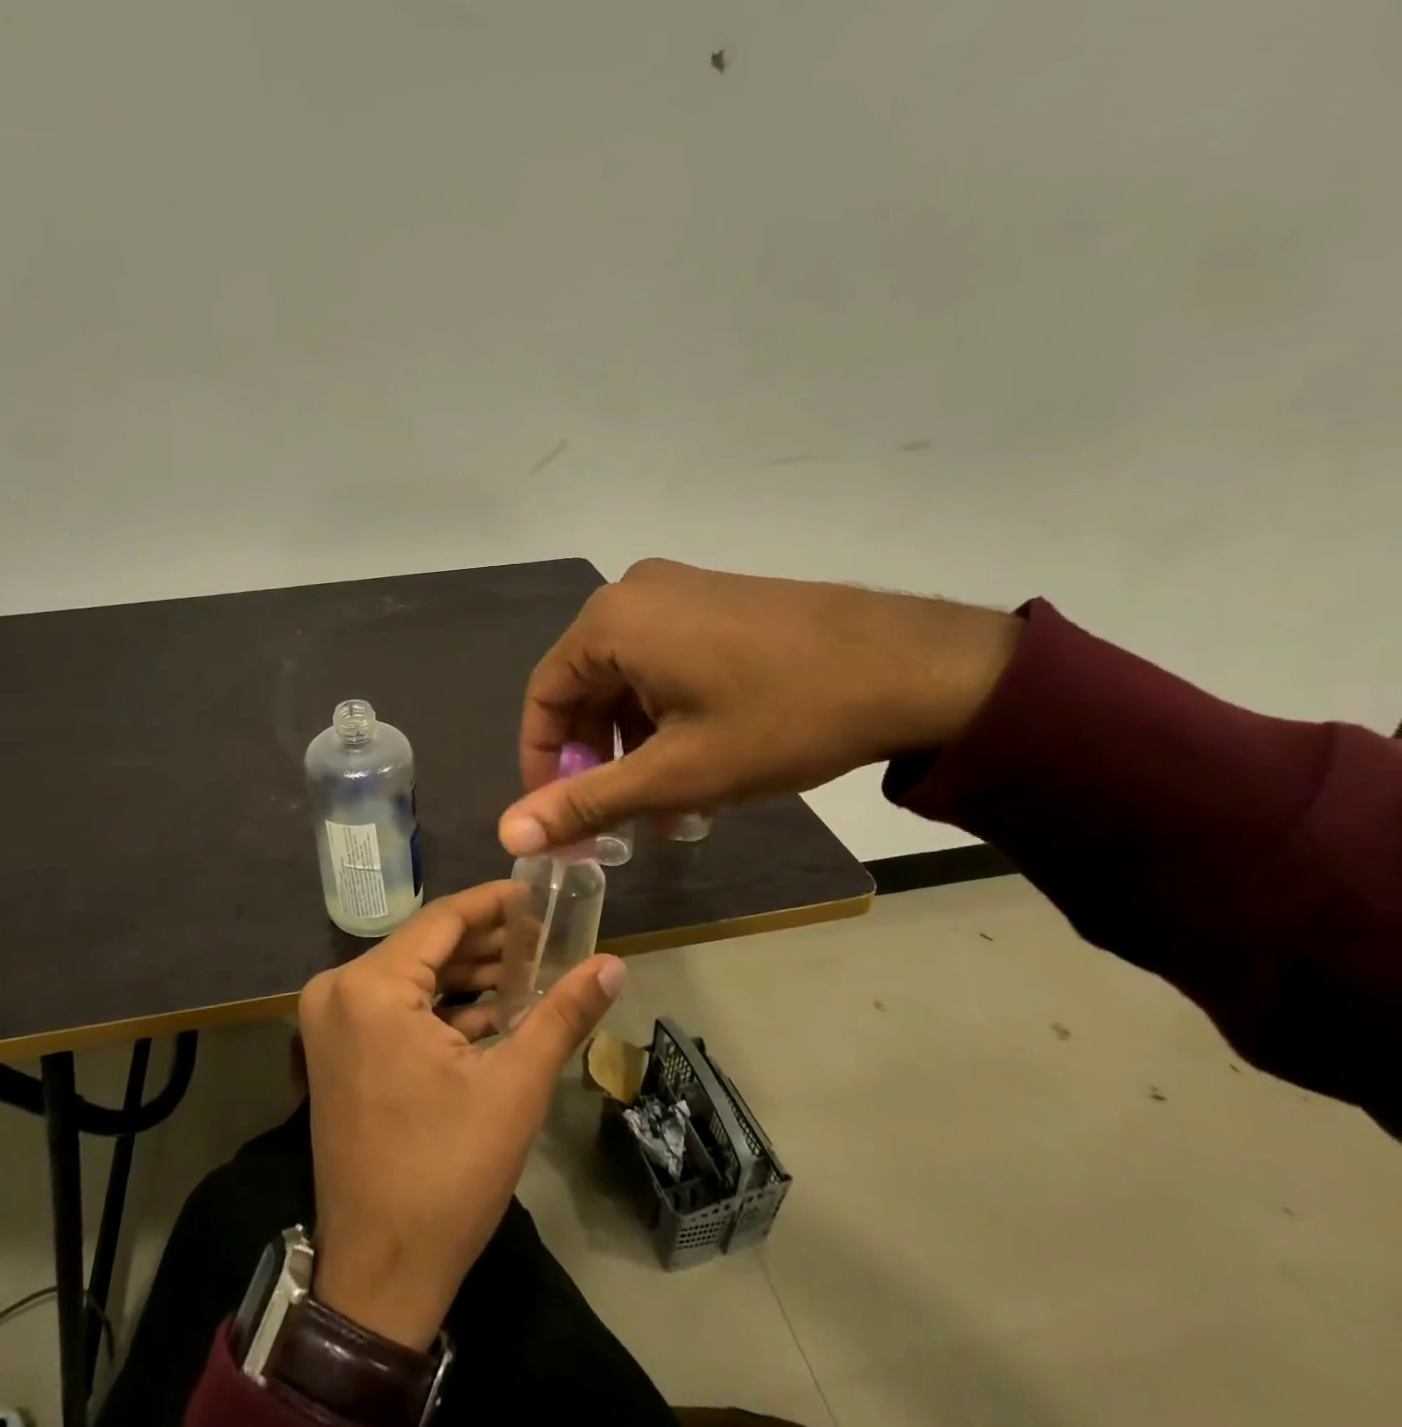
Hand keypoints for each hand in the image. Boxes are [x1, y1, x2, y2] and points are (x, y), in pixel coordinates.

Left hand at [299, 882, 626, 1350]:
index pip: (443, 919)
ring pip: (413, 976)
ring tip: (532, 970)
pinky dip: (443, 1007)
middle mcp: (339, 990)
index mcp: (371, 987)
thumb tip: (613, 964)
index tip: (539, 895)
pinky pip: (396, 1007)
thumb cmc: (447, 1174)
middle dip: (489, 943)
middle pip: (427, 946)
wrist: (380, 1275)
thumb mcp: (514, 1087)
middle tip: (547, 937)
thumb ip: (563, 1014)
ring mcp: (332, 1022)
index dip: (495, 903)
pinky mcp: (337, 1049)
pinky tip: (496, 1010)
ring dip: (469, 975)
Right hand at [500, 559, 1022, 853]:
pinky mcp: (717, 601)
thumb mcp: (676, 773)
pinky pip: (665, 662)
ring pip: (628, 680)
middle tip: (614, 820)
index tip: (557, 816)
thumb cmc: (781, 718)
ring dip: (635, 746)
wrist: (918, 667)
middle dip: (597, 761)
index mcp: (610, 621)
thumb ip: (586, 802)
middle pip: (586, 688)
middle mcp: (634, 593)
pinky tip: (696, 765)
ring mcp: (681, 591)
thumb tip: (508, 836)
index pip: (544, 697)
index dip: (543, 763)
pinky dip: (666, 716)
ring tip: (663, 809)